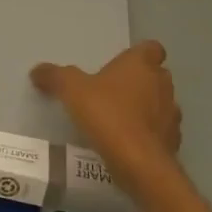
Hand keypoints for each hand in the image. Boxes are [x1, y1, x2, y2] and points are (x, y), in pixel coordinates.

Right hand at [31, 40, 181, 192]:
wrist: (139, 162)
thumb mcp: (70, 90)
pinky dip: (147, 134)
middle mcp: (162, 84)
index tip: (118, 66)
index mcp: (141, 65)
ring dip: (144, 108)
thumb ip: (54, 76)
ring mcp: (172, 113)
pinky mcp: (173, 141)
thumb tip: (38, 71)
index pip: (151, 48)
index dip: (137, 55)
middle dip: (138, 82)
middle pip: (155, 75)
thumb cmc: (107, 115)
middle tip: (110, 92)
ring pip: (160, 103)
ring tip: (117, 120)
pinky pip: (160, 131)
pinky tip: (126, 142)